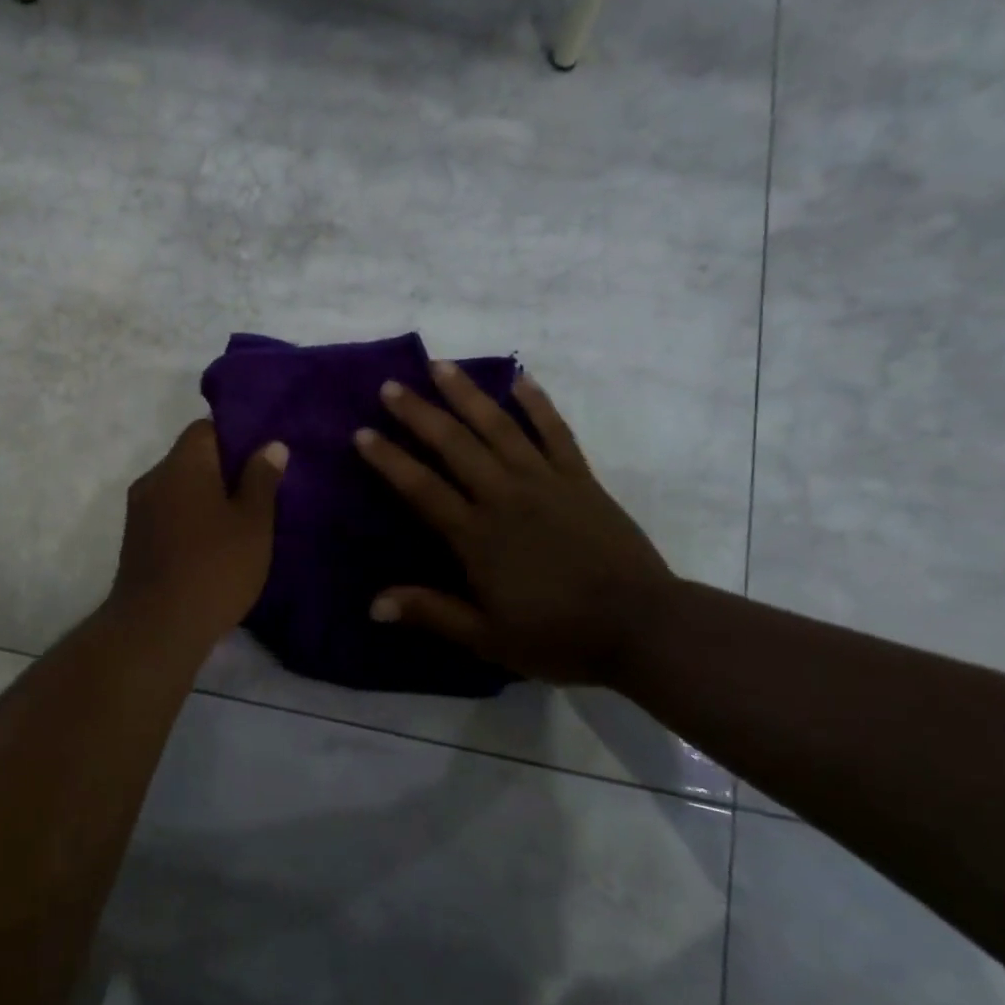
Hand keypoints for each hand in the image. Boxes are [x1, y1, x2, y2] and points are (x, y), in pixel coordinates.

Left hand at [107, 420, 287, 651]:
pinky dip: (190, 521)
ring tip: (240, 522)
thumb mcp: (253, 523)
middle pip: (191, 459)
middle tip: (259, 493)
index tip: (261, 459)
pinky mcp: (135, 542)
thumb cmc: (214, 567)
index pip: (205, 428)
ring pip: (179, 490)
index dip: (236, 437)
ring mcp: (139, 511)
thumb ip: (261, 479)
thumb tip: (270, 445)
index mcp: (182, 464)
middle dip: (223, 471)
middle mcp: (154, 478)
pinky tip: (213, 547)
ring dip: (206, 499)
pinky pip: (169, 516)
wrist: (156, 627)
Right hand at [354, 363, 673, 686]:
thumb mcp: (487, 638)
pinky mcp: (580, 479)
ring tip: (441, 366)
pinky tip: (520, 378)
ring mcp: (545, 482)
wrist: (642, 626)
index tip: (362, 433)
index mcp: (477, 536)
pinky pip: (556, 432)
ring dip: (467, 394)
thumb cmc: (558, 635)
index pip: (422, 488)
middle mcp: (505, 496)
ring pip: (499, 427)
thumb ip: (432, 614)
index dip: (389, 460)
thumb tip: (373, 604)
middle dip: (419, 413)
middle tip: (390, 387)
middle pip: (454, 445)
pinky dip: (537, 403)